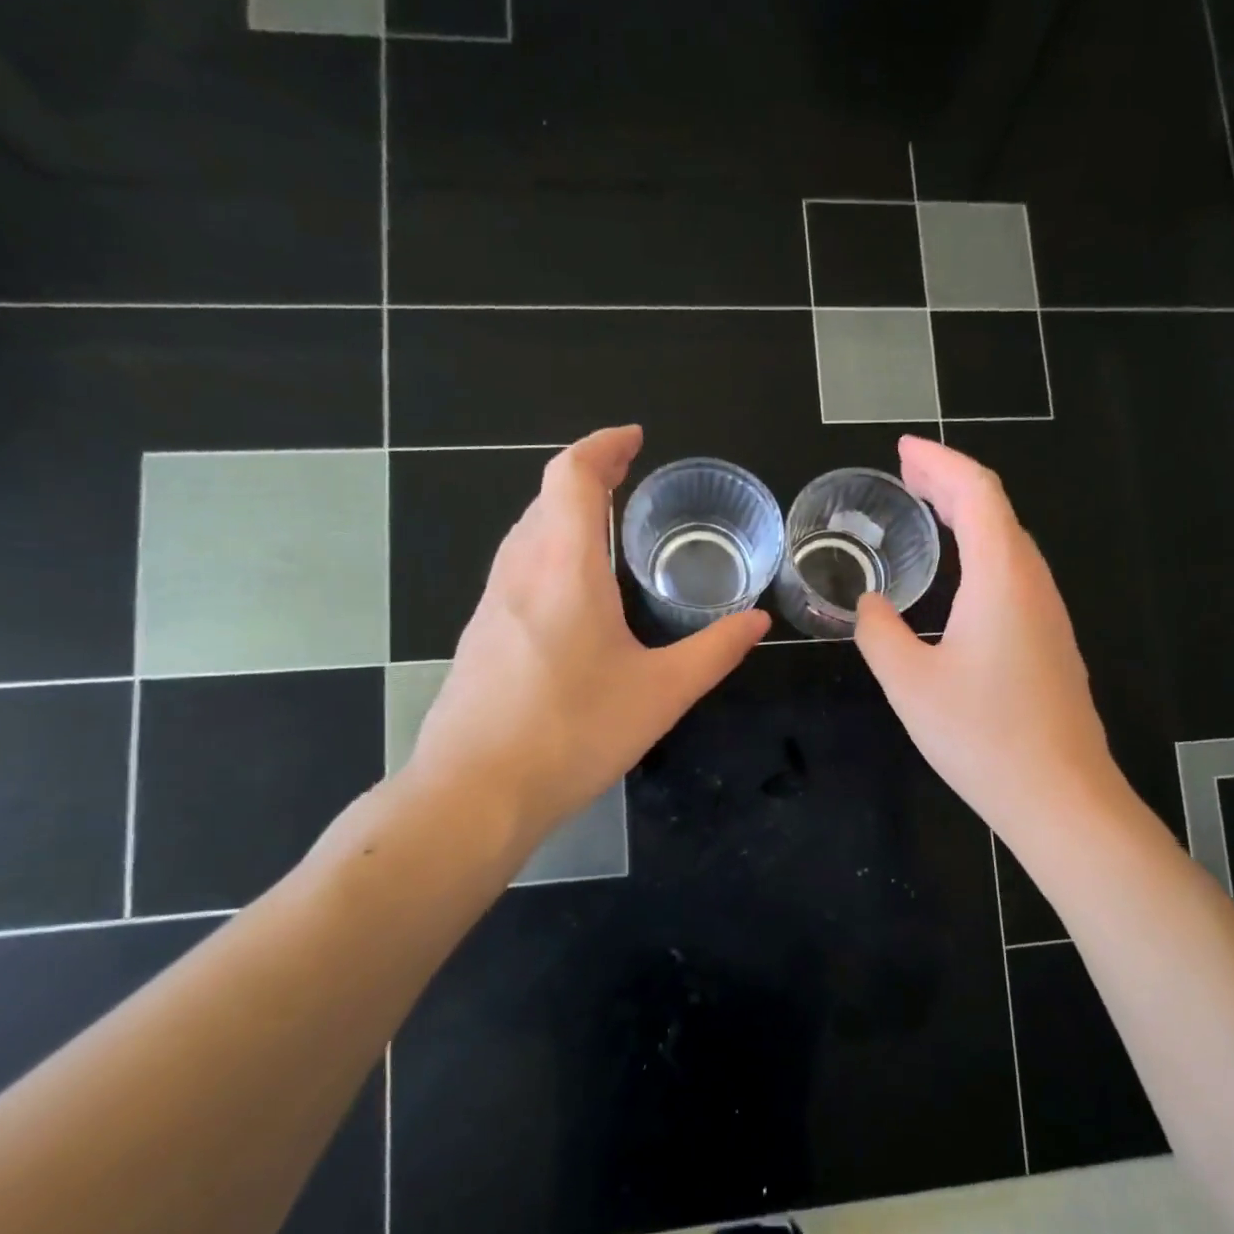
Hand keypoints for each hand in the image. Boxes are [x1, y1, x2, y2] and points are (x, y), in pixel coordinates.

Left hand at [401, 425, 768, 845]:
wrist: (475, 794)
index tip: (634, 439)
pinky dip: (548, 552)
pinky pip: (517, 570)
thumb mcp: (662, 693)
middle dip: (587, 475)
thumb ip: (715, 650)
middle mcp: (520, 572)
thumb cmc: (574, 733)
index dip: (602, 446)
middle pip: (545, 497)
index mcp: (564, 568)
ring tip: (606, 527)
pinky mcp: (480, 636)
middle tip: (630, 477)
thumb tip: (758, 620)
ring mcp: (491, 604)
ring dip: (563, 513)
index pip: (572, 476)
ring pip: (526, 533)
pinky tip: (573, 594)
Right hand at [854, 436, 1124, 842]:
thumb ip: (879, 632)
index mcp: (1001, 578)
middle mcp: (1032, 583)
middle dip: (950, 482)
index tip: (903, 450)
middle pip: (996, 510)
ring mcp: (1048, 613)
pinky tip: (959, 574)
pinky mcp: (1050, 641)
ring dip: (969, 516)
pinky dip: (981, 551)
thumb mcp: (909, 682)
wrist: (1060, 796)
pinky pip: (1014, 574)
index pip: (977, 493)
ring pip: (1009, 542)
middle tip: (906, 472)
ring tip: (928, 509)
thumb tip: (869, 604)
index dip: (939, 463)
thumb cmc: (982, 736)